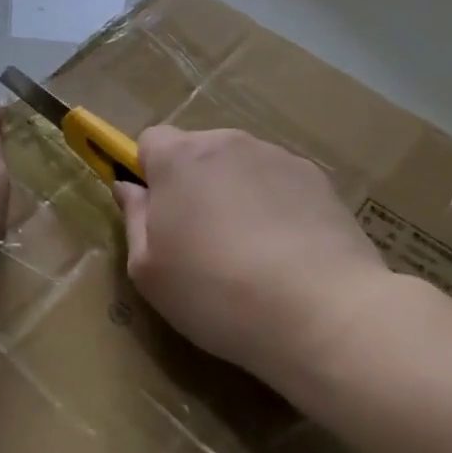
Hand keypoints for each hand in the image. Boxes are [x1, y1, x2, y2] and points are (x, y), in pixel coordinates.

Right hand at [112, 127, 392, 386]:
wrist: (322, 311)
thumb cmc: (215, 291)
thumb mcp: (148, 270)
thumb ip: (134, 219)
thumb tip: (129, 188)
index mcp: (179, 158)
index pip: (149, 141)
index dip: (148, 174)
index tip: (157, 214)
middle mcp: (227, 143)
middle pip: (197, 151)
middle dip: (193, 184)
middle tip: (201, 240)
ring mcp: (278, 157)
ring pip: (240, 167)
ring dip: (235, 193)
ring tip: (250, 251)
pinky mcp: (319, 179)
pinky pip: (280, 184)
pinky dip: (276, 206)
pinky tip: (286, 253)